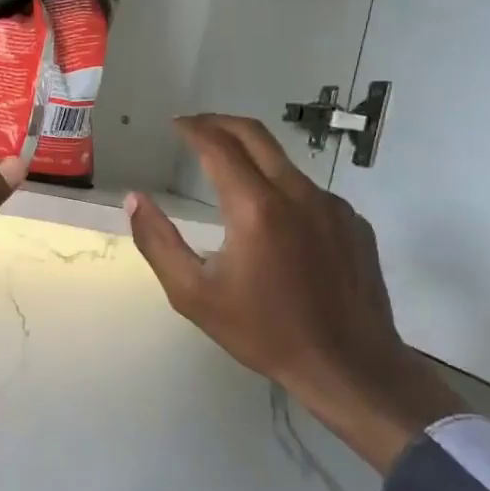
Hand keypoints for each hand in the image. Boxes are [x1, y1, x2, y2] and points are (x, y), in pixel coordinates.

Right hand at [126, 114, 459, 471]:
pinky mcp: (354, 224)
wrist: (349, 367)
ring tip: (227, 173)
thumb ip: (157, 242)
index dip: (193, 128)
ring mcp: (332, 207)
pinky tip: (271, 221)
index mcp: (255, 208)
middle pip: (256, 136)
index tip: (175, 124)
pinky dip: (282, 189)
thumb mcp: (193, 294)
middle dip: (221, 123)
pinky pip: (310, 192)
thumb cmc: (264, 332)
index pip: (219, 146)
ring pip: (285, 164)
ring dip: (252, 157)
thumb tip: (135, 200)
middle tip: (196, 127)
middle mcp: (298, 194)